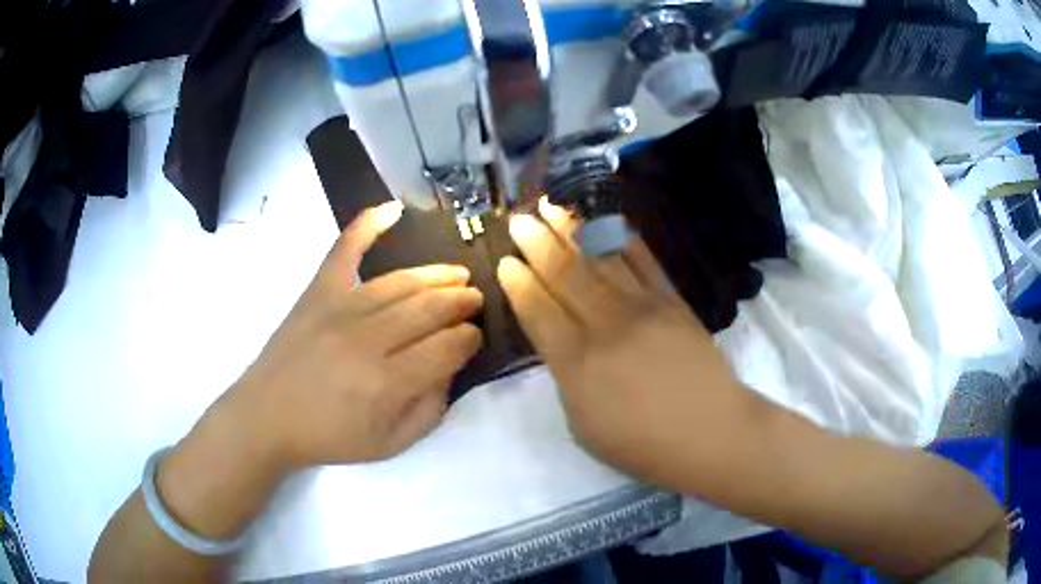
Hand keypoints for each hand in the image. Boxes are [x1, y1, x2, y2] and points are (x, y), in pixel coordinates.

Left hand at [224, 201, 483, 467]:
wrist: (267, 417)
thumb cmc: (329, 436)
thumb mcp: (391, 444)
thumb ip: (430, 409)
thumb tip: (451, 367)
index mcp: (386, 382)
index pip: (446, 347)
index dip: (469, 338)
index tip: (476, 337)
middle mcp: (366, 339)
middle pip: (428, 308)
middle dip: (460, 302)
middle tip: (474, 300)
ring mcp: (338, 308)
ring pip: (399, 282)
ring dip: (435, 276)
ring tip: (457, 274)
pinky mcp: (316, 292)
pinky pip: (344, 249)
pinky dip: (367, 224)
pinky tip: (392, 208)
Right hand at [496, 200, 745, 487]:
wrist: (710, 432)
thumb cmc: (642, 444)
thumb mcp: (583, 425)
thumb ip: (566, 378)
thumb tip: (560, 342)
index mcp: (576, 364)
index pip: (538, 310)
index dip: (518, 283)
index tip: (504, 261)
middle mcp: (605, 326)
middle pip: (564, 274)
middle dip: (536, 243)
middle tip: (518, 219)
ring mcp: (642, 307)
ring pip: (599, 259)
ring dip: (572, 230)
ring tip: (552, 206)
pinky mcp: (672, 301)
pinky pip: (642, 261)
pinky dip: (621, 238)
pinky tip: (605, 221)